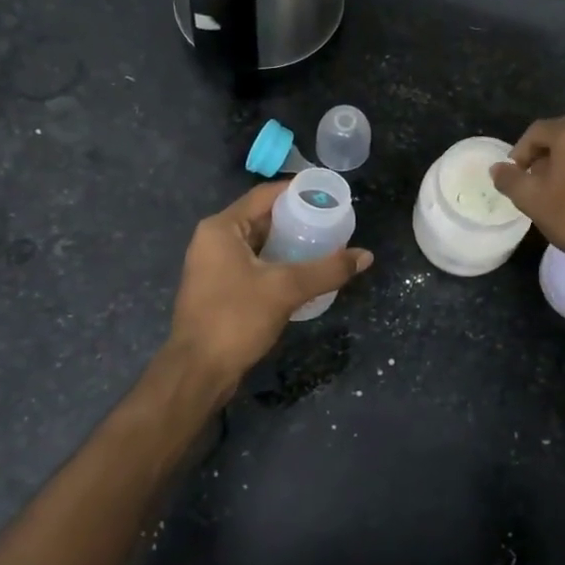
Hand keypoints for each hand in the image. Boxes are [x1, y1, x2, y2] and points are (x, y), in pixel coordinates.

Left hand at [163, 181, 372, 398]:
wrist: (198, 372)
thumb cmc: (236, 319)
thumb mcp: (286, 289)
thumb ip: (327, 270)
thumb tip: (366, 256)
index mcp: (221, 228)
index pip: (264, 195)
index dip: (296, 191)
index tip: (327, 194)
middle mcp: (213, 240)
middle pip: (261, 218)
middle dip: (296, 219)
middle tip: (330, 221)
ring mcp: (212, 266)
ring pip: (257, 244)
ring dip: (287, 244)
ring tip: (323, 245)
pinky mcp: (217, 289)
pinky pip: (252, 265)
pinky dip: (276, 264)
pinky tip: (302, 273)